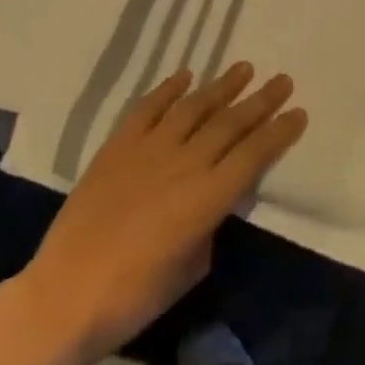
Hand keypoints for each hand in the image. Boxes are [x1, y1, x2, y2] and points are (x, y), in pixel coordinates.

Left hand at [0, 62, 306, 364]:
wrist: (65, 295)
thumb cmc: (135, 297)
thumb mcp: (192, 267)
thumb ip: (209, 224)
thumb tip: (213, 201)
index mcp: (208, 197)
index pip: (254, 154)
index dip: (279, 132)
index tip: (299, 112)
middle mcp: (184, 163)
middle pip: (230, 123)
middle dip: (261, 100)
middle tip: (282, 80)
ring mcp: (148, 149)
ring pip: (193, 107)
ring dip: (221, 86)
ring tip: (244, 68)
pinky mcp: (117, 146)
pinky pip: (148, 108)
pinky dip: (168, 90)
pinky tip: (184, 77)